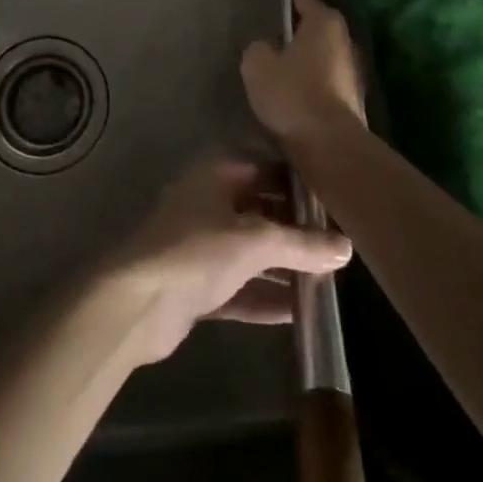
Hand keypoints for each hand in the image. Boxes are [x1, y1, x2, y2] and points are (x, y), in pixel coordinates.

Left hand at [108, 158, 352, 363]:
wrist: (135, 304)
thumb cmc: (196, 252)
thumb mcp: (254, 241)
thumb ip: (301, 244)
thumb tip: (347, 246)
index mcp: (218, 175)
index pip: (267, 170)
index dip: (299, 185)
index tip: (336, 201)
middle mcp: (210, 203)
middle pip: (261, 211)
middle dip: (295, 230)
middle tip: (338, 246)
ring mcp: (201, 246)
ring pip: (251, 252)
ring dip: (283, 266)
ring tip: (328, 282)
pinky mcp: (197, 285)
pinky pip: (239, 286)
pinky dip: (265, 296)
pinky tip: (299, 312)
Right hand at [241, 0, 366, 148]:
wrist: (329, 147)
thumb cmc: (293, 94)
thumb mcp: (258, 65)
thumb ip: (259, 48)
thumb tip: (267, 48)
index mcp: (324, 23)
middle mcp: (344, 42)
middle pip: (320, 27)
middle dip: (302, 27)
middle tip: (280, 26)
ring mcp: (352, 74)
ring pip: (324, 56)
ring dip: (308, 57)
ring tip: (283, 60)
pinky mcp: (352, 102)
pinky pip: (326, 82)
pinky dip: (312, 82)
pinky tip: (294, 91)